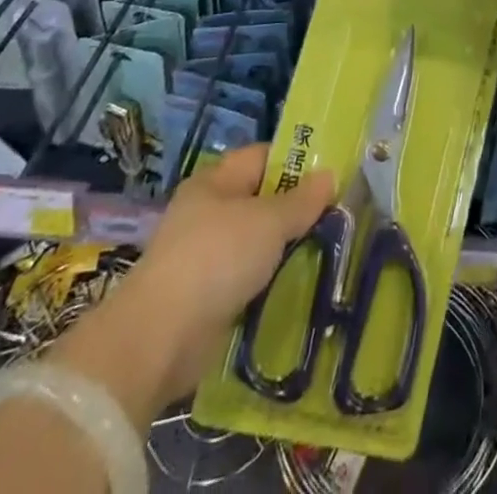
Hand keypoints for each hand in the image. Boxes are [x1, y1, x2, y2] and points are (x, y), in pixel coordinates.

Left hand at [60, 143, 333, 414]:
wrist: (159, 339)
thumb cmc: (216, 259)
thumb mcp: (269, 222)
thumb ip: (302, 200)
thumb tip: (329, 175)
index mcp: (216, 181)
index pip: (263, 157)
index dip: (296, 160)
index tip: (331, 173)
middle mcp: (208, 212)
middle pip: (261, 200)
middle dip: (296, 209)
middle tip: (337, 215)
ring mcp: (204, 256)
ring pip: (256, 242)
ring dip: (284, 249)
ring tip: (326, 251)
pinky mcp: (205, 297)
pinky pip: (247, 279)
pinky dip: (269, 281)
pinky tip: (298, 287)